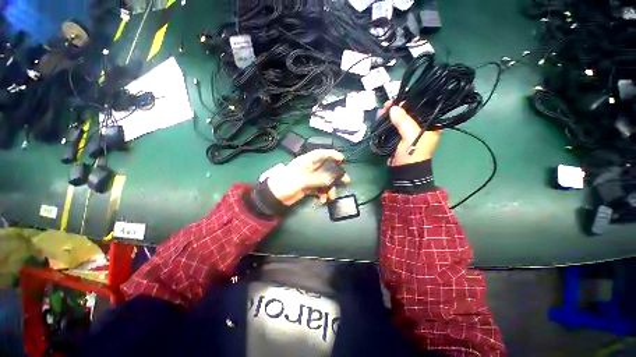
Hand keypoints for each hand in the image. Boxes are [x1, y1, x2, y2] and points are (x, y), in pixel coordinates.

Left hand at [266, 149, 351, 205]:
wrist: (274, 197)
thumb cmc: (284, 184)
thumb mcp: (301, 181)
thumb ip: (316, 179)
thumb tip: (330, 180)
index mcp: (305, 162)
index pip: (319, 154)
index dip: (331, 154)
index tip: (342, 159)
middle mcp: (309, 169)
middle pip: (325, 169)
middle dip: (335, 175)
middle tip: (346, 180)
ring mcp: (309, 179)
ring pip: (324, 181)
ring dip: (329, 188)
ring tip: (331, 197)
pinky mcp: (308, 188)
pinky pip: (319, 189)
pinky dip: (322, 194)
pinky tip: (322, 200)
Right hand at [381, 101, 441, 165]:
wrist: (403, 170)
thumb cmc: (413, 153)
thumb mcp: (411, 135)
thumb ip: (404, 121)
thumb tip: (393, 108)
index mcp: (430, 124)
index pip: (422, 108)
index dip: (411, 102)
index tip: (400, 99)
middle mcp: (420, 126)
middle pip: (409, 112)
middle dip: (398, 107)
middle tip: (387, 104)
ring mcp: (408, 131)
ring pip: (399, 118)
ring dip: (390, 114)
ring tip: (382, 110)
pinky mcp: (398, 136)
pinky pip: (393, 125)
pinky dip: (387, 121)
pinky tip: (381, 117)